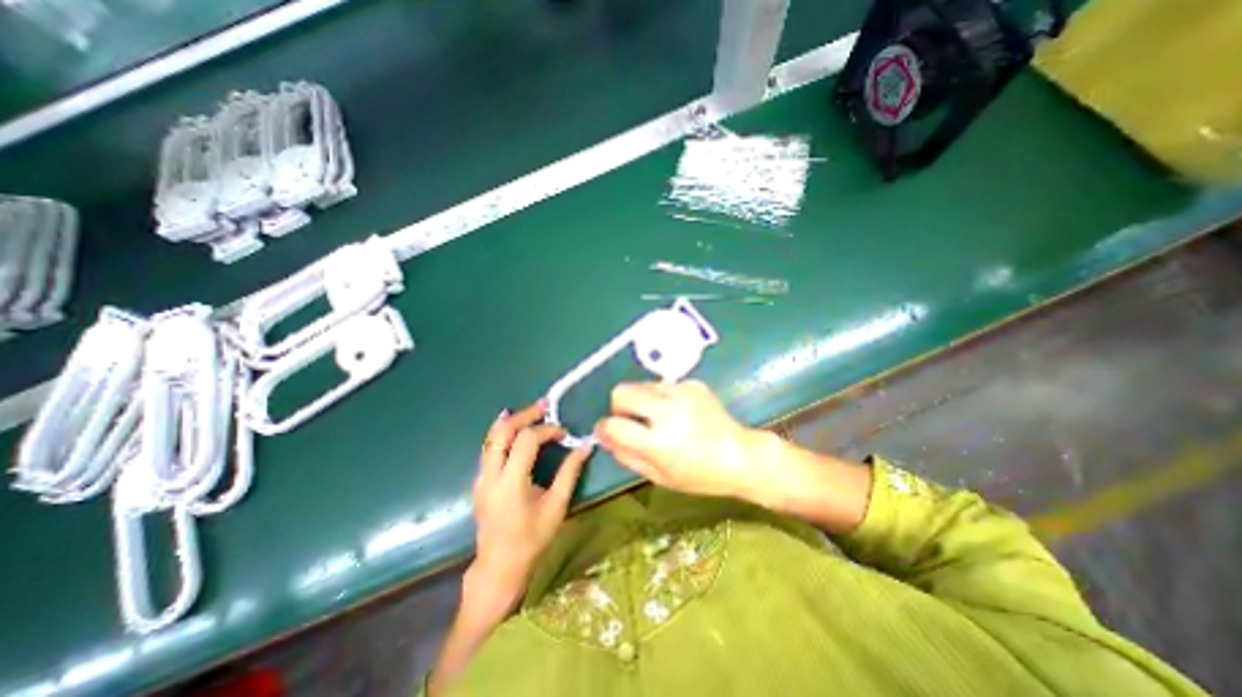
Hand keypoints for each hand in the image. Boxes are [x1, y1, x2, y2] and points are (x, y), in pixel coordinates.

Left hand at [475, 397, 592, 614]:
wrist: (499, 567)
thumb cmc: (532, 539)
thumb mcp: (556, 506)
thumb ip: (570, 473)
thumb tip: (585, 447)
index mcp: (510, 483)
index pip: (526, 441)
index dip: (546, 430)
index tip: (564, 433)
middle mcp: (490, 475)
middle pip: (502, 432)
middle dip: (524, 415)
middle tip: (544, 405)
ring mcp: (481, 478)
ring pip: (491, 437)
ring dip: (512, 420)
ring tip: (532, 411)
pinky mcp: (480, 481)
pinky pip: (489, 447)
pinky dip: (503, 433)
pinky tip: (516, 428)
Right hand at [592, 382, 774, 507]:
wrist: (741, 455)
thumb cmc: (700, 475)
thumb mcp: (659, 476)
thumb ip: (627, 455)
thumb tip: (604, 435)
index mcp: (658, 441)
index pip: (613, 424)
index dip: (604, 427)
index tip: (607, 431)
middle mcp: (667, 410)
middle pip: (622, 391)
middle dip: (619, 406)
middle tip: (633, 421)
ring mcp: (681, 392)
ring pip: (640, 384)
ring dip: (641, 400)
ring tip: (658, 417)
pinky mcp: (692, 384)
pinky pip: (663, 385)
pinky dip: (662, 397)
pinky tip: (679, 412)